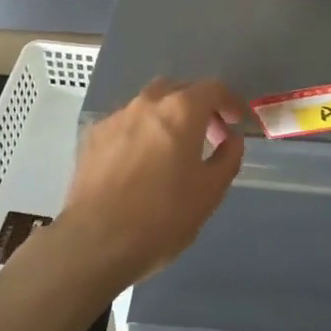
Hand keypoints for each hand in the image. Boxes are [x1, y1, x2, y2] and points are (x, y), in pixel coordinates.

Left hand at [53, 78, 246, 288]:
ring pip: (149, 104)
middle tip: (209, 134)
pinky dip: (141, 132)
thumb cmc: (163, 217)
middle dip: (198, 105)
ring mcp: (116, 117)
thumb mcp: (210, 192)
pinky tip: (140, 161)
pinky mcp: (93, 136)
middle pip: (179, 89)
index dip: (231, 102)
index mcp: (181, 110)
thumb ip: (227, 158)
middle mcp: (147, 103)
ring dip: (167, 117)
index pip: (213, 88)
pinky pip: (125, 123)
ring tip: (173, 148)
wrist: (95, 242)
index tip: (238, 121)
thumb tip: (231, 140)